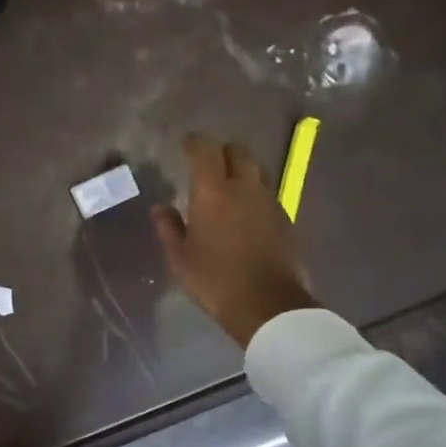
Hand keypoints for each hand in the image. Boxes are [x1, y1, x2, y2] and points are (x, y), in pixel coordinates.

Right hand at [152, 133, 319, 347]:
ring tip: (227, 186)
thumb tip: (160, 207)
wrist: (268, 305)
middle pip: (238, 152)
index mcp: (213, 192)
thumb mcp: (179, 258)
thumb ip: (168, 227)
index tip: (185, 144)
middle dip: (222, 151)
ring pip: (256, 171)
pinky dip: (253, 194)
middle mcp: (244, 188)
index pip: (205, 150)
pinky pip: (267, 194)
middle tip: (208, 162)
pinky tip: (245, 212)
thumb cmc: (214, 279)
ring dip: (241, 171)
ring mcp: (269, 202)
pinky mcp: (285, 219)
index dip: (194, 142)